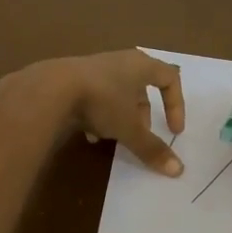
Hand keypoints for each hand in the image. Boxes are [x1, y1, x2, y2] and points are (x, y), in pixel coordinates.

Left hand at [5, 50, 186, 175]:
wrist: (53, 88)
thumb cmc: (102, 100)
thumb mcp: (130, 128)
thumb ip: (152, 148)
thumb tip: (178, 171)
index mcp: (141, 65)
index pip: (170, 78)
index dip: (176, 105)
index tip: (173, 131)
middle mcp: (121, 61)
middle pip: (142, 88)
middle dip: (143, 116)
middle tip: (140, 136)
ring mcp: (96, 67)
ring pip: (118, 94)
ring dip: (121, 118)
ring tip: (114, 139)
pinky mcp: (75, 77)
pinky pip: (97, 96)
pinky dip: (99, 116)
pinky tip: (90, 136)